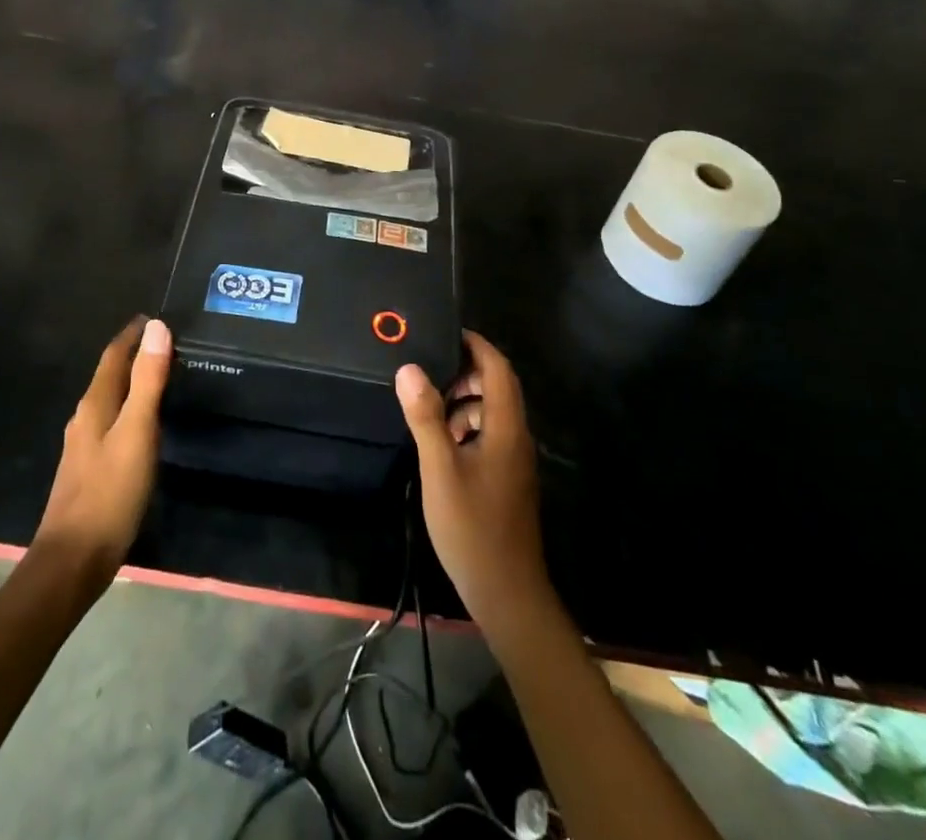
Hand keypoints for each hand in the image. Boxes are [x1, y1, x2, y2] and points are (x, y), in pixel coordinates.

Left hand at [33, 316, 171, 589]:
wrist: (73, 561)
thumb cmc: (109, 492)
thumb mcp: (137, 432)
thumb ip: (148, 380)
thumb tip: (157, 327)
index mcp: (95, 404)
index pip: (113, 355)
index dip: (132, 334)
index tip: (157, 316)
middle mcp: (85, 418)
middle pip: (110, 375)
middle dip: (133, 354)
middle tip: (166, 342)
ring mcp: (84, 446)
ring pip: (110, 400)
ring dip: (132, 382)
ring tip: (160, 375)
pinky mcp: (90, 469)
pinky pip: (112, 423)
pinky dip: (129, 409)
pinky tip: (143, 423)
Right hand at [395, 330, 550, 634]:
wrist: (507, 593)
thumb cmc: (472, 528)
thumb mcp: (440, 469)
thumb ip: (426, 417)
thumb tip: (409, 368)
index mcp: (505, 427)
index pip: (498, 369)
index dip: (476, 345)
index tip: (446, 331)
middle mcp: (516, 437)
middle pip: (498, 386)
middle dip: (466, 371)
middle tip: (428, 369)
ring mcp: (514, 460)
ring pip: (493, 412)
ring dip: (464, 400)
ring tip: (428, 405)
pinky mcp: (507, 478)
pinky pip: (490, 434)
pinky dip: (467, 425)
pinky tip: (442, 441)